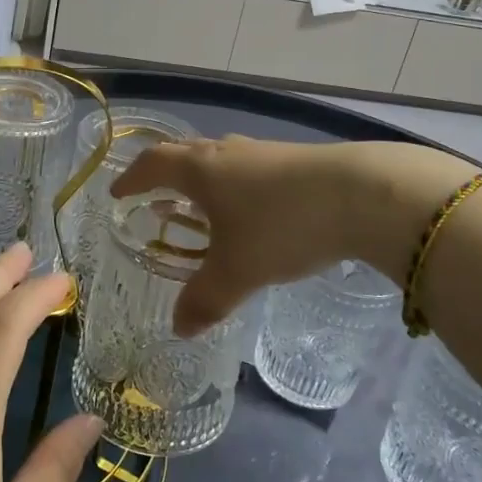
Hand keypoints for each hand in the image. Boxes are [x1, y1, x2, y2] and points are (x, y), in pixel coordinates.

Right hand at [111, 137, 477, 333]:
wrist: (363, 194)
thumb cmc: (282, 226)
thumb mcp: (238, 271)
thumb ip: (204, 300)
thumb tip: (179, 329)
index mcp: (201, 169)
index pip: (153, 165)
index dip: (132, 179)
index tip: (118, 193)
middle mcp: (227, 152)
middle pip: (184, 153)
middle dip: (164, 174)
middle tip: (154, 196)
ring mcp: (263, 152)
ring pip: (220, 159)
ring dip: (203, 179)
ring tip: (201, 206)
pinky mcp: (295, 160)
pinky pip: (249, 169)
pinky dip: (235, 186)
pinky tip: (252, 211)